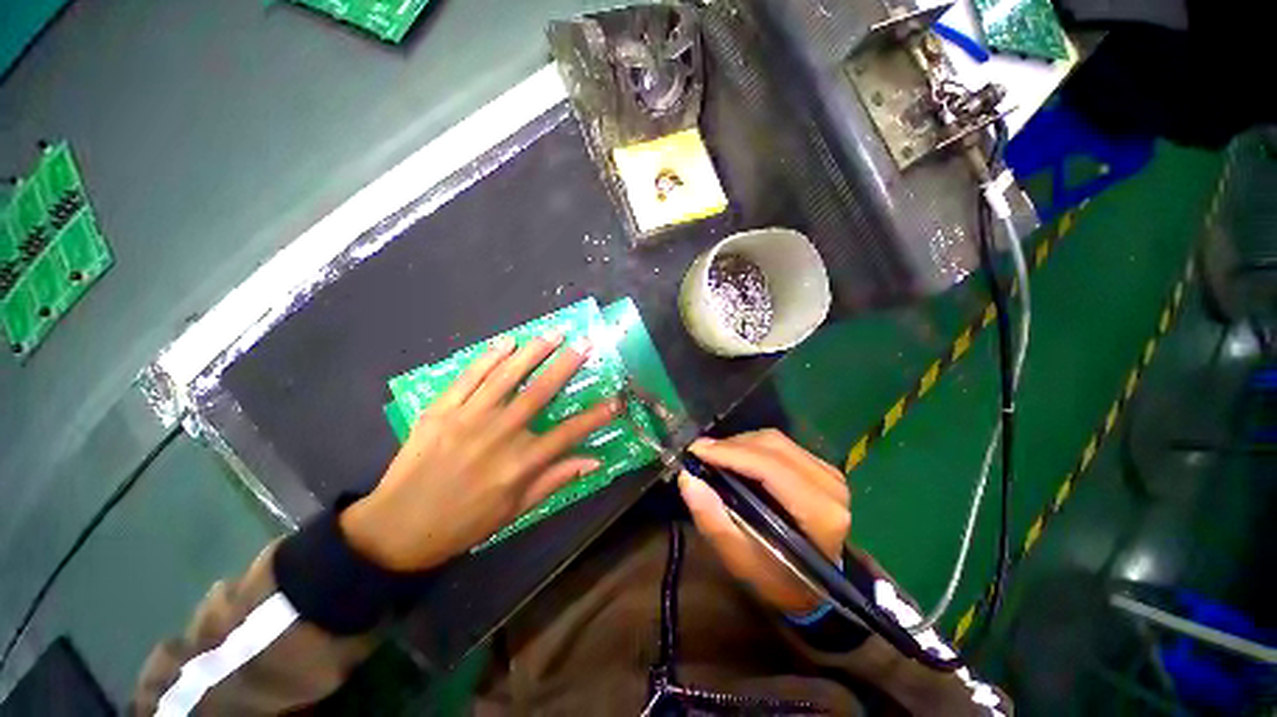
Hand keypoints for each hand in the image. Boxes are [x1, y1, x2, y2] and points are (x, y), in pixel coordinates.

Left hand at [339, 330, 618, 570]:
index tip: (616, 400)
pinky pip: (469, 377)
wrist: (398, 528)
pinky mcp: (440, 410)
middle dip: (566, 365)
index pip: (568, 433)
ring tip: (553, 333)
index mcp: (519, 464)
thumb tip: (594, 461)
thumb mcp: (516, 510)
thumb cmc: (465, 522)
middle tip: (585, 343)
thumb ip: (555, 480)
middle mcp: (498, 435)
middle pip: (539, 393)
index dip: (595, 416)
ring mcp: (467, 418)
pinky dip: (489, 357)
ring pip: (506, 376)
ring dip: (533, 351)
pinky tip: (507, 342)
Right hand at [678, 430, 850, 614]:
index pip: (770, 467)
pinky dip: (752, 446)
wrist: (813, 588)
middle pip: (773, 446)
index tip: (696, 450)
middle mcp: (830, 486)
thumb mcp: (740, 560)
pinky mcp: (822, 468)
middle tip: (700, 452)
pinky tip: (735, 458)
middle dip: (731, 445)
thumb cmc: (776, 579)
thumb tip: (687, 478)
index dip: (731, 453)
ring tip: (714, 456)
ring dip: (740, 444)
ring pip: (776, 440)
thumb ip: (712, 519)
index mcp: (820, 514)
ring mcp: (830, 473)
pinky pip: (781, 445)